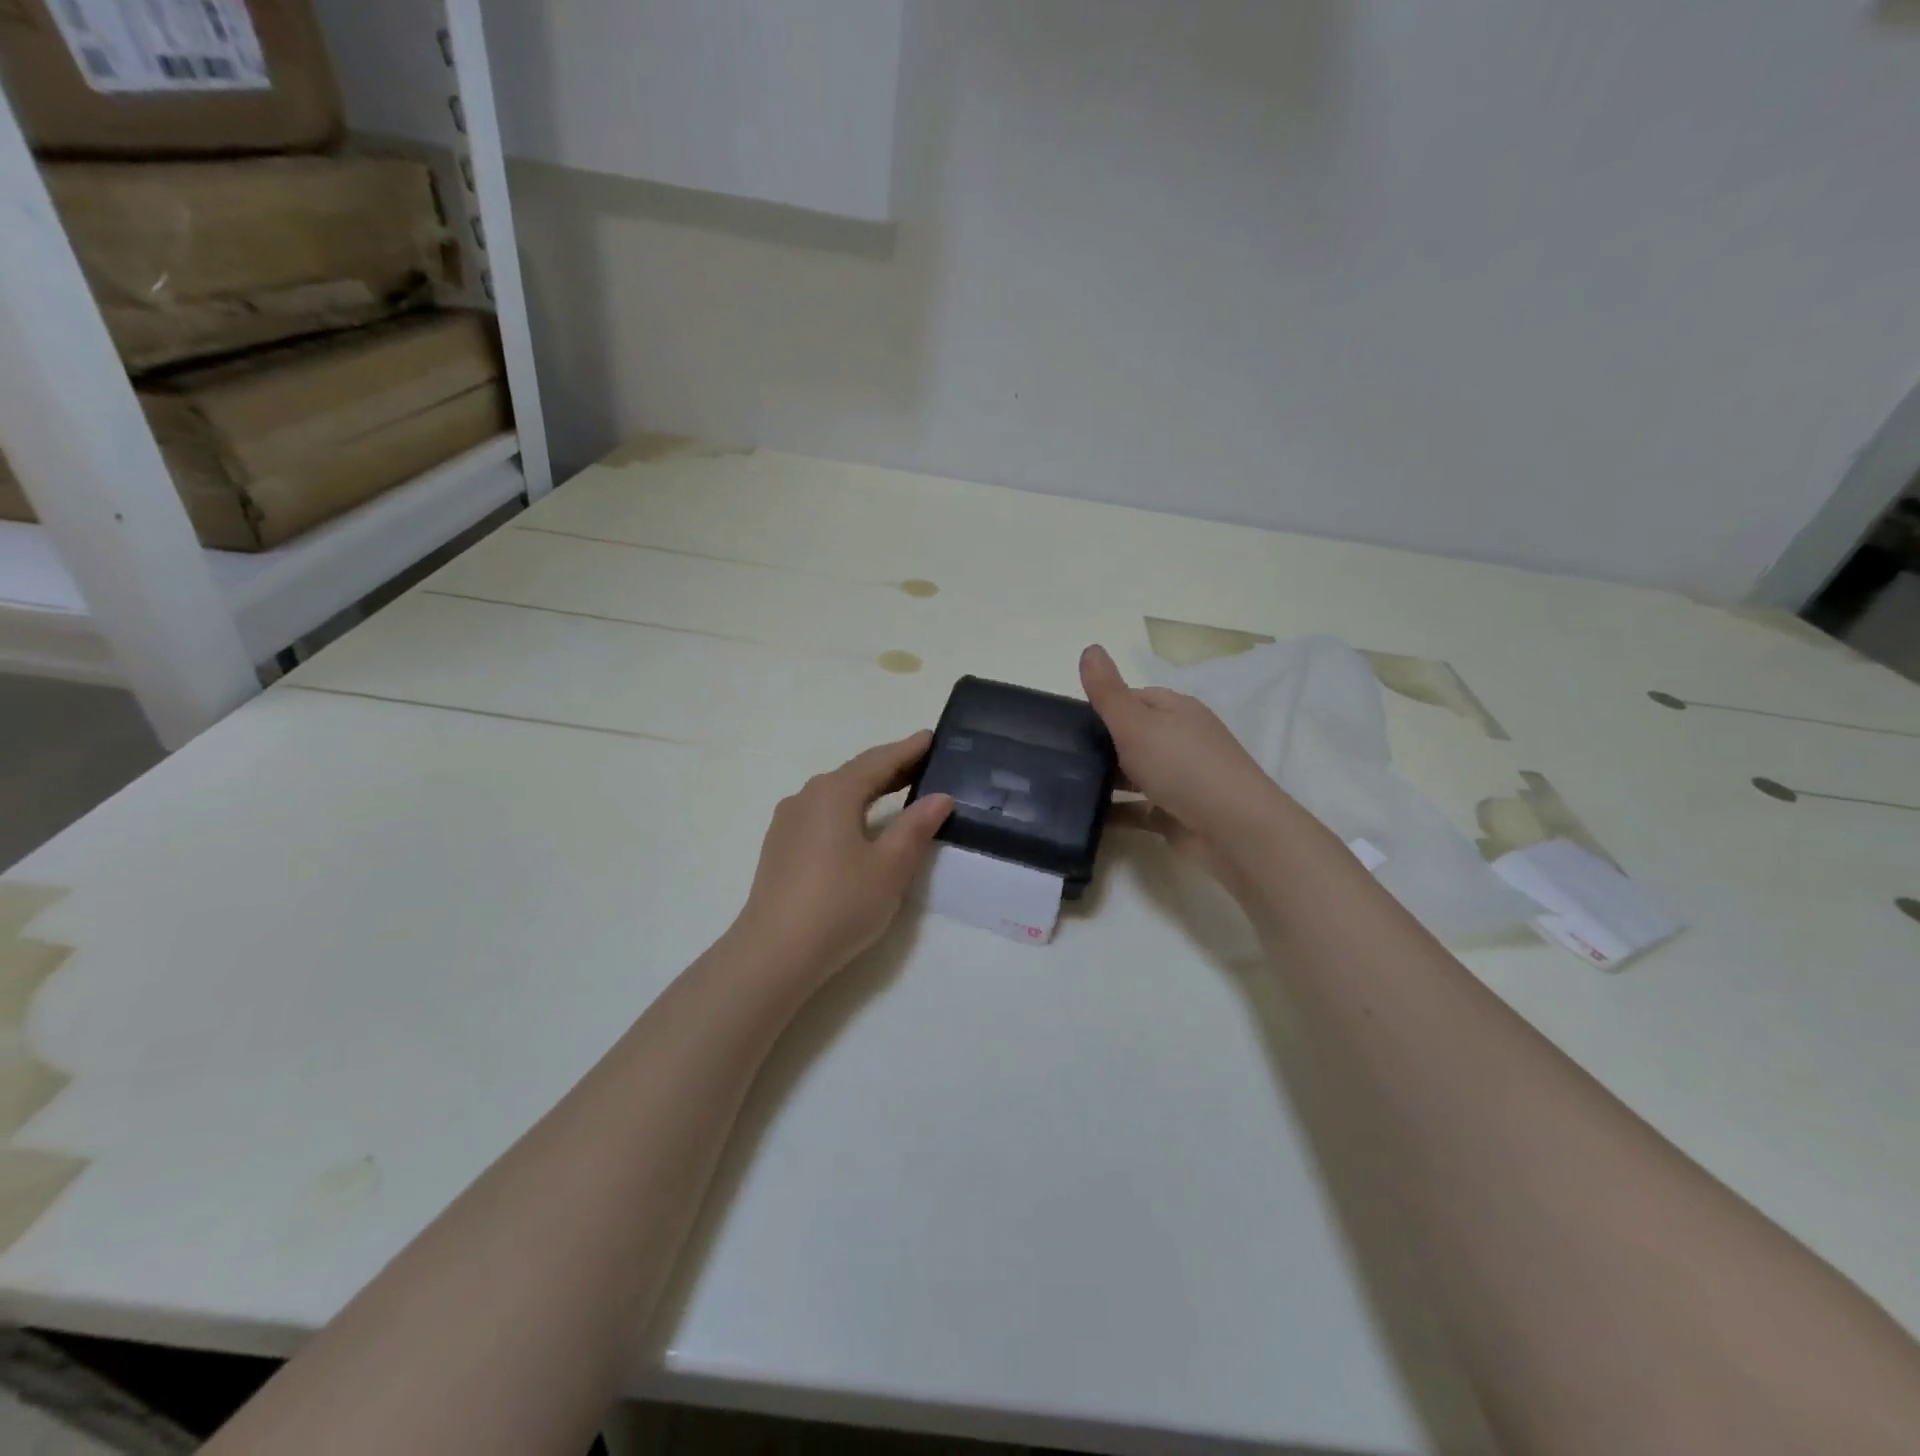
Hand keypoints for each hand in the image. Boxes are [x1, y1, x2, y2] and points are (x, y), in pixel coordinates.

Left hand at [734, 732, 953, 977]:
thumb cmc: (841, 904)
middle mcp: (807, 796)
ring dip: (869, 789)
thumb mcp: (891, 866)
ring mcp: (788, 822)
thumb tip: (940, 798)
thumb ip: (917, 827)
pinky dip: (849, 809)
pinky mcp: (780, 846)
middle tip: (925, 764)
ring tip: (899, 791)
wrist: (774, 953)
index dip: (908, 749)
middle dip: (891, 767)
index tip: (932, 737)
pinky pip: (822, 814)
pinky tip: (861, 826)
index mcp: (834, 792)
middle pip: (856, 773)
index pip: (879, 760)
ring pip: (837, 794)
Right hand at [1080, 644, 1281, 887]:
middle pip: (1134, 736)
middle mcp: (1181, 740)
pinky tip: (1087, 816)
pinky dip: (1116, 811)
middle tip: (1060, 755)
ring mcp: (1181, 779)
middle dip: (1100, 744)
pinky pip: (1138, 809)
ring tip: (1065, 784)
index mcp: (1176, 710)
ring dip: (1106, 778)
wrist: (1233, 830)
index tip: (1067, 722)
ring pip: (1135, 773)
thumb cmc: (1182, 766)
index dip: (1103, 705)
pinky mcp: (1176, 814)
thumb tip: (1089, 648)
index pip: (1134, 698)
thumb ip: (1108, 692)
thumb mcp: (1136, 722)